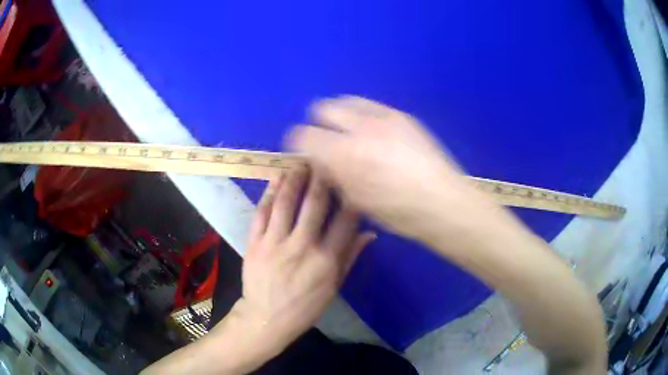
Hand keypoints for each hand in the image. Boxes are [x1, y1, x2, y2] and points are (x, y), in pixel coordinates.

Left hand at [238, 167, 374, 351]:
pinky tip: (276, 178)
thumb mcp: (334, 286)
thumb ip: (350, 257)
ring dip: (295, 178)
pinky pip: (262, 212)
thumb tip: (370, 233)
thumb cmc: (305, 305)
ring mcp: (275, 243)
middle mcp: (302, 247)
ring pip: (286, 202)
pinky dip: (269, 193)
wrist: (267, 317)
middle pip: (315, 204)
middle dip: (322, 178)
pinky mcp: (254, 243)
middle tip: (325, 160)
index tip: (351, 180)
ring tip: (301, 162)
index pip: (344, 221)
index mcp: (326, 260)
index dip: (350, 197)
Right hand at [288, 95, 491, 240]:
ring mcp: (384, 117)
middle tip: (326, 139)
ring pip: (347, 101)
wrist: (441, 201)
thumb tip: (321, 158)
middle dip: (318, 122)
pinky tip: (374, 133)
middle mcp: (360, 127)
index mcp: (345, 154)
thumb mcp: (356, 200)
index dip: (298, 142)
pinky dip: (362, 115)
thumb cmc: (397, 211)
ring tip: (349, 132)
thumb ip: (333, 174)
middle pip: (323, 108)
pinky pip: (371, 106)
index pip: (303, 134)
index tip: (305, 151)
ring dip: (340, 114)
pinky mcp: (402, 116)